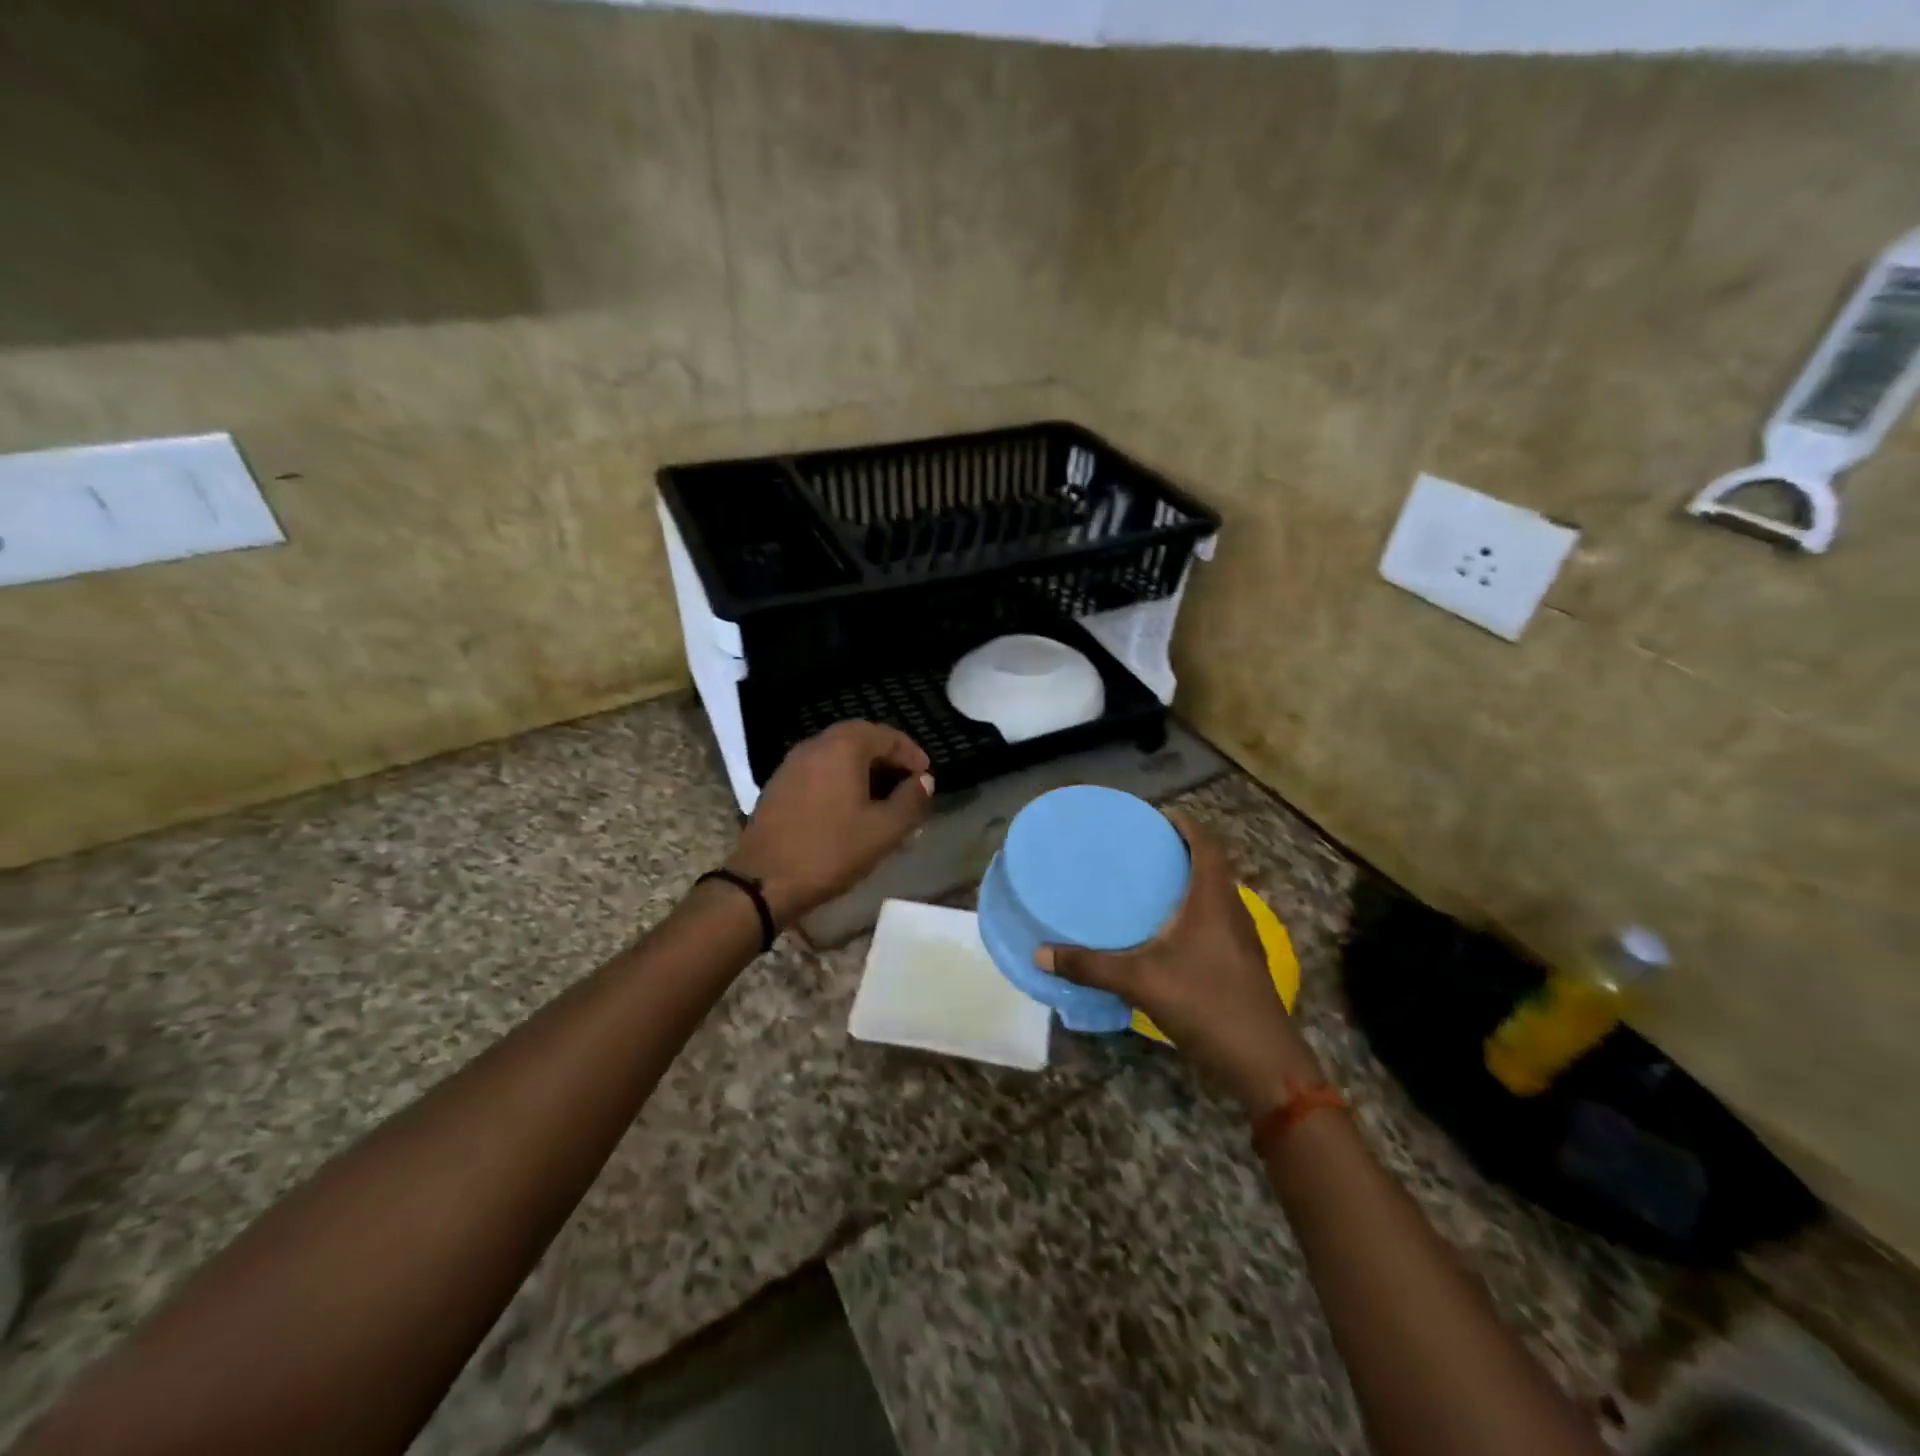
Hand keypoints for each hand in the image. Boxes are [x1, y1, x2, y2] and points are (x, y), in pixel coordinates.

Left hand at [726, 721, 933, 925]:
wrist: (763, 882)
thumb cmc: (830, 851)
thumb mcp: (883, 831)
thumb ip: (910, 801)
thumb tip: (924, 781)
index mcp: (842, 747)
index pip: (885, 735)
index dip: (910, 753)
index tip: (926, 775)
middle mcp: (814, 745)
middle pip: (859, 737)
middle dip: (886, 756)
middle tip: (906, 780)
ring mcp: (791, 764)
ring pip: (836, 753)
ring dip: (863, 766)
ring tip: (882, 794)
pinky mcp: (778, 785)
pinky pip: (818, 769)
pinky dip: (840, 777)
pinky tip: (849, 805)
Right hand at [1037, 812, 1321, 1117]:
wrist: (1262, 1062)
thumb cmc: (1205, 1004)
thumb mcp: (1140, 982)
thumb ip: (1090, 966)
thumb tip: (1041, 953)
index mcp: (1214, 900)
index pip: (1207, 844)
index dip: (1186, 824)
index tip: (1158, 816)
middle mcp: (1232, 911)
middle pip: (1213, 866)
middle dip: (1182, 851)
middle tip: (1144, 849)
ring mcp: (1241, 939)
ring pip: (1216, 895)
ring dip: (1190, 883)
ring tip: (1151, 885)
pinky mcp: (1241, 963)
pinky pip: (1217, 920)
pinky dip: (1194, 912)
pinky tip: (1167, 934)